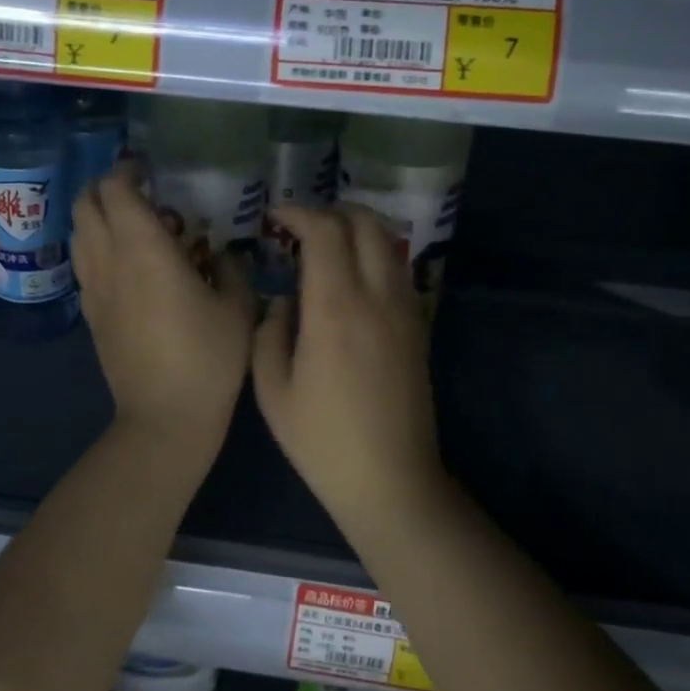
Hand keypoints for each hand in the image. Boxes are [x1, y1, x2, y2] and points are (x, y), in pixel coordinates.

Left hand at [73, 164, 254, 462]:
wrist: (165, 417)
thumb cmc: (209, 358)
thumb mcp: (239, 307)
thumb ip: (231, 267)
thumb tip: (219, 252)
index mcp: (144, 250)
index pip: (116, 189)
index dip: (128, 170)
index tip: (149, 169)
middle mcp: (109, 261)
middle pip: (85, 203)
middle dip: (107, 187)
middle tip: (142, 192)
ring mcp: (94, 289)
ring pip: (79, 232)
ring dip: (99, 216)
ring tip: (136, 226)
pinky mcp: (91, 314)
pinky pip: (84, 263)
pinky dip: (98, 246)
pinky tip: (130, 265)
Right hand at [251, 205, 447, 526]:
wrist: (391, 480)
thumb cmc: (322, 441)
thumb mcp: (273, 391)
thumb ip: (270, 333)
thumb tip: (286, 302)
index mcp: (336, 310)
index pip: (325, 232)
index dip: (299, 213)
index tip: (276, 217)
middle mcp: (377, 298)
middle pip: (366, 224)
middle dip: (333, 211)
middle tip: (303, 225)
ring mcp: (406, 311)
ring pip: (389, 244)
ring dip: (358, 230)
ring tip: (327, 246)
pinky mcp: (419, 328)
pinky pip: (399, 271)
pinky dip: (375, 256)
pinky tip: (352, 279)